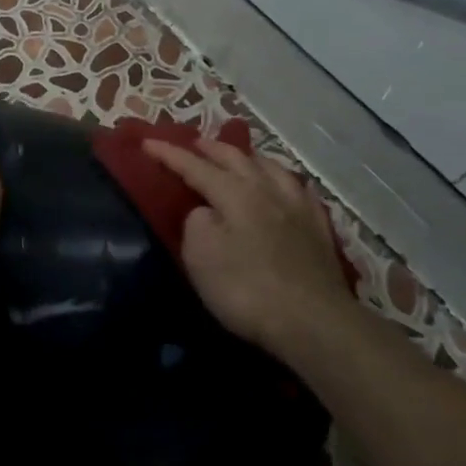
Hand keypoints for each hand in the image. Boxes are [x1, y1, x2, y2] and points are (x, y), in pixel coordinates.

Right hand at [143, 138, 353, 361]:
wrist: (314, 323)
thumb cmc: (247, 289)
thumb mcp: (201, 256)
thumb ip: (196, 223)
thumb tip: (205, 211)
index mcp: (234, 192)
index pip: (194, 165)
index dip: (169, 154)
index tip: (146, 142)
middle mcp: (266, 189)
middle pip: (234, 157)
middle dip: (209, 148)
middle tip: (192, 143)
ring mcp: (297, 206)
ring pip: (269, 167)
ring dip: (247, 157)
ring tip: (237, 157)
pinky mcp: (318, 227)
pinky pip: (297, 189)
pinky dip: (281, 179)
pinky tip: (285, 184)